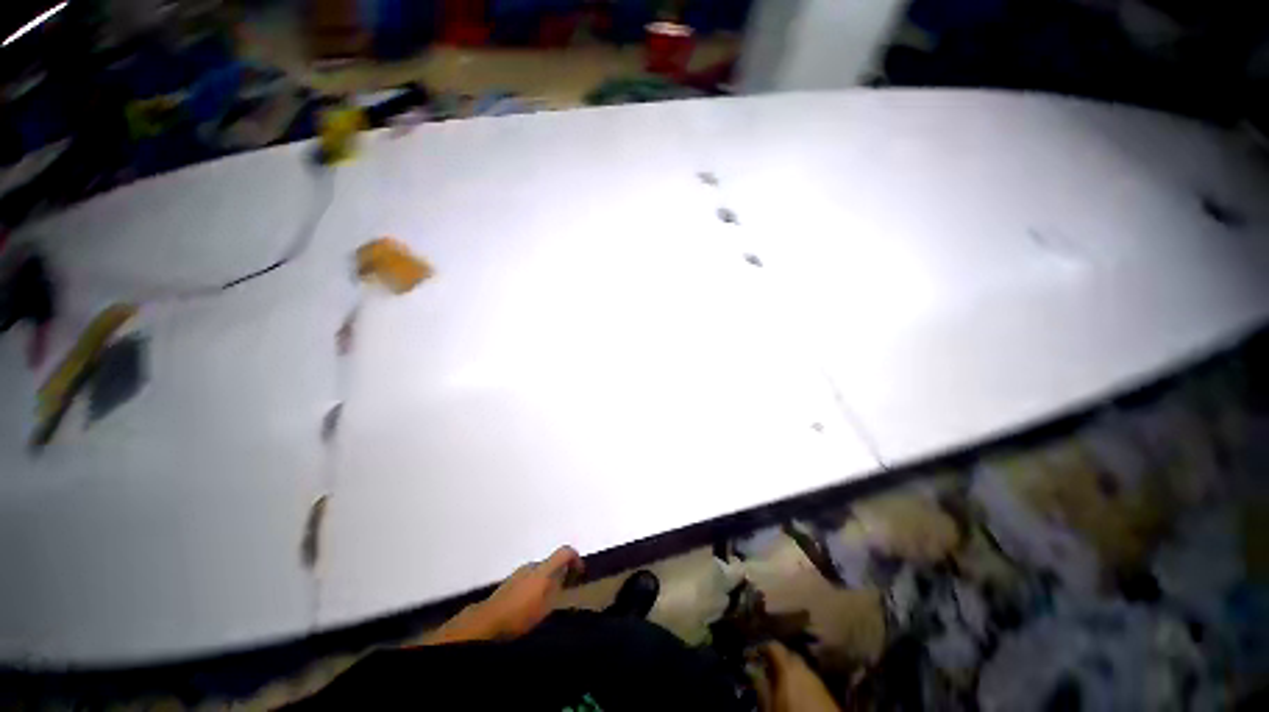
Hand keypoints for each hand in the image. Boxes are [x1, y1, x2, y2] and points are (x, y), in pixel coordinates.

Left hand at [423, 546, 582, 644]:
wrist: (488, 621)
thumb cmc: (520, 613)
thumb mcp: (546, 604)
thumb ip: (557, 585)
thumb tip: (565, 573)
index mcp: (544, 568)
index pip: (564, 551)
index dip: (576, 558)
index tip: (580, 571)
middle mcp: (532, 565)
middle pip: (551, 562)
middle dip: (560, 573)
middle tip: (563, 590)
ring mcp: (519, 572)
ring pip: (539, 571)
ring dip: (546, 580)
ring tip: (546, 601)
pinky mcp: (509, 581)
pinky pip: (528, 578)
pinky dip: (534, 585)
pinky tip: (530, 604)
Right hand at [751, 643, 841, 711]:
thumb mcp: (770, 707)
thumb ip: (760, 686)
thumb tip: (753, 670)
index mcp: (788, 669)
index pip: (774, 646)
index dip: (764, 648)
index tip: (756, 654)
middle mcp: (804, 669)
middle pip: (790, 656)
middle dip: (780, 660)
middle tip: (770, 672)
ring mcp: (819, 681)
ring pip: (802, 669)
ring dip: (793, 672)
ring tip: (784, 686)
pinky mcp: (828, 694)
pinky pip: (812, 681)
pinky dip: (804, 683)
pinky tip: (799, 697)